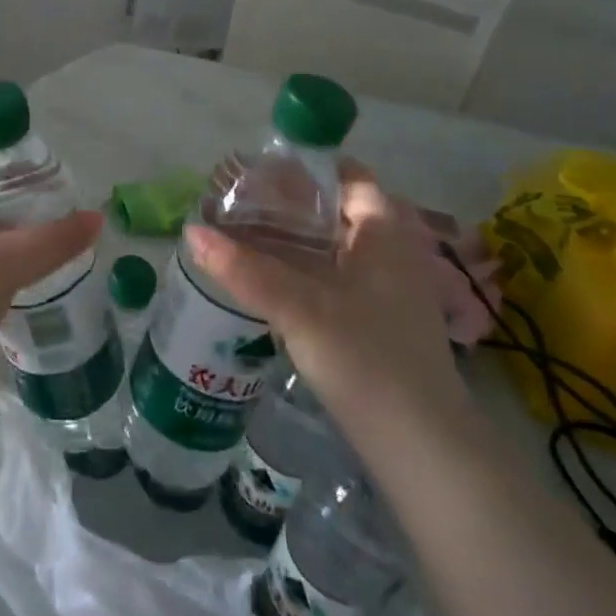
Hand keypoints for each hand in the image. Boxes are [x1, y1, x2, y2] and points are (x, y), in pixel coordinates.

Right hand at [186, 168, 472, 450]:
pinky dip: (303, 272)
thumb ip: (245, 269)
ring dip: (295, 240)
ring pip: (334, 249)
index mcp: (384, 234)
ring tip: (245, 236)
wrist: (423, 449)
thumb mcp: (300, 308)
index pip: (351, 178)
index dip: (311, 167)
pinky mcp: (377, 326)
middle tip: (243, 201)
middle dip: (293, 204)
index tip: (266, 168)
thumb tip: (192, 232)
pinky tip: (269, 283)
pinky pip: (334, 280)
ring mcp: (386, 294)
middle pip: (338, 213)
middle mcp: (390, 256)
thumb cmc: (368, 359)